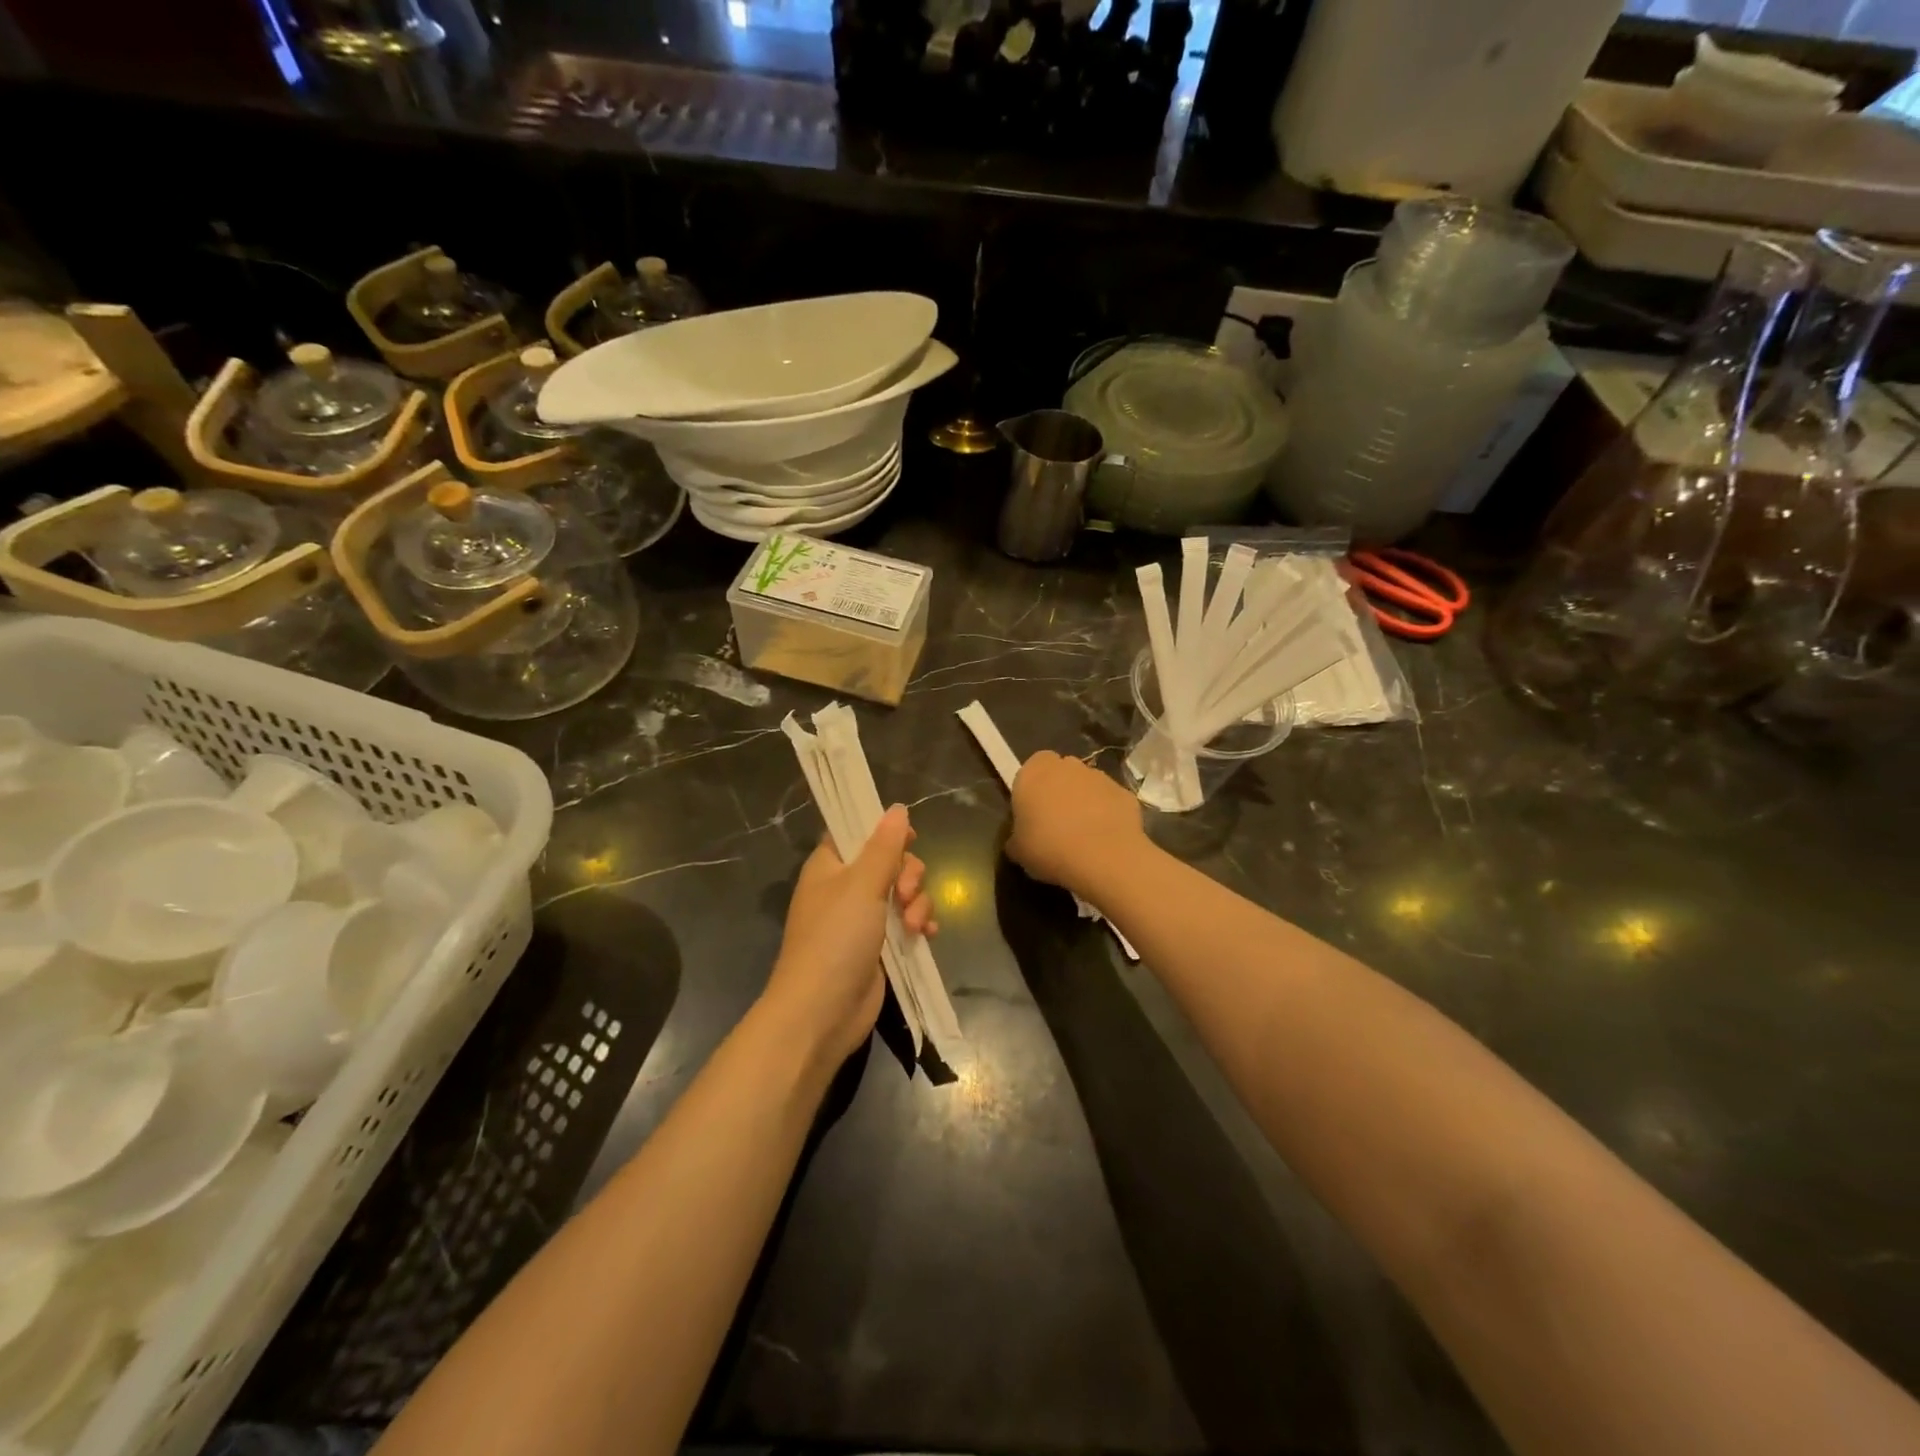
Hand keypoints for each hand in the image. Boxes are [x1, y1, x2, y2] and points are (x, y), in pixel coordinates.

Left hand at [765, 805, 935, 1066]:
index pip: (855, 831)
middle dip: (909, 873)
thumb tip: (897, 808)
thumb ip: (884, 846)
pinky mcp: (879, 946)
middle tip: (906, 892)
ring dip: (917, 902)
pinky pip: (908, 921)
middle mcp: (845, 888)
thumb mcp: (862, 885)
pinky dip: (920, 924)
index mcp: (830, 866)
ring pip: (903, 892)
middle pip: (889, 861)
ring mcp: (863, 918)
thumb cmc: (835, 939)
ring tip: (913, 925)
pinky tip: (927, 935)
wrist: (822, 1012)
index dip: (883, 829)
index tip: (909, 836)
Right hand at [1007, 751, 1145, 898]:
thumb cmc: (1049, 848)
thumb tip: (1019, 841)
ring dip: (1085, 803)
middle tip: (1056, 824)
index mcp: (1034, 772)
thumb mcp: (1018, 851)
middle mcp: (1067, 765)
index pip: (1032, 768)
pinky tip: (1104, 841)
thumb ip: (1016, 838)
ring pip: (1087, 786)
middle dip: (1059, 792)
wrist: (1103, 858)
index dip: (1033, 789)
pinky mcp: (1125, 792)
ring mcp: (1099, 776)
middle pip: (1061, 773)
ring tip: (1083, 837)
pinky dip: (1108, 815)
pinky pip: (1110, 802)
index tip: (1033, 813)